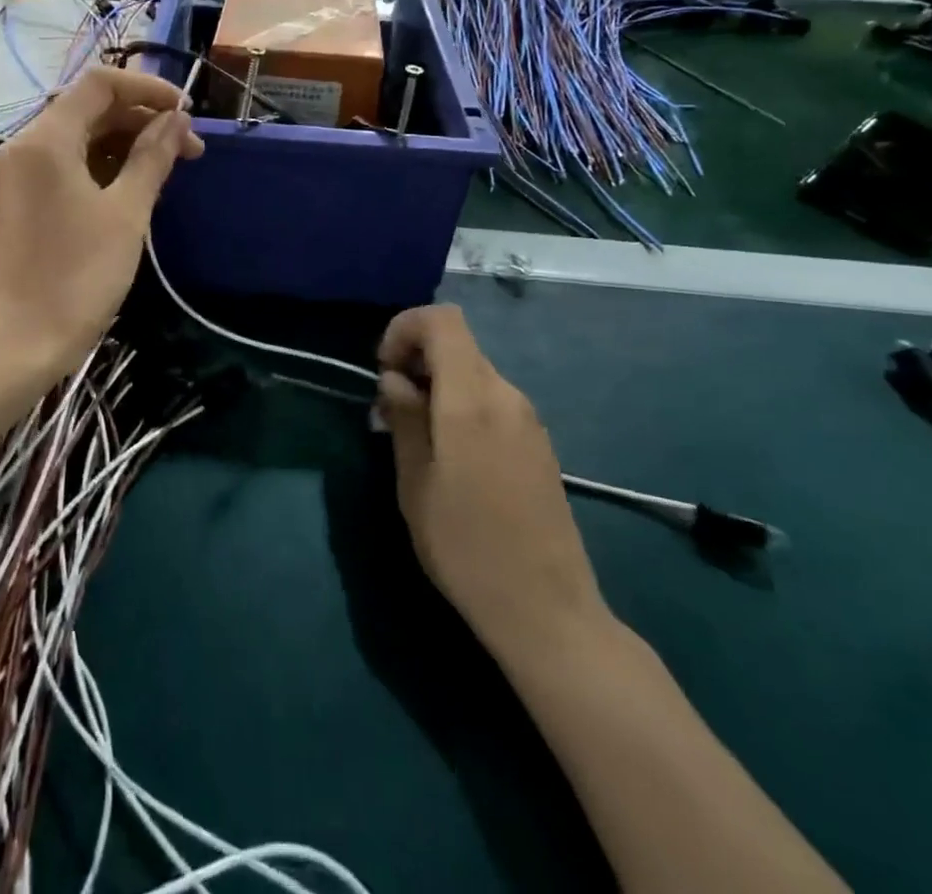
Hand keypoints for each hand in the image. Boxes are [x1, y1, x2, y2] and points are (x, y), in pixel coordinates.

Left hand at [0, 67, 202, 380]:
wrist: (25, 340)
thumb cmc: (80, 273)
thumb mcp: (127, 212)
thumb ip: (153, 156)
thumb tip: (178, 121)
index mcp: (46, 139)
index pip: (100, 85)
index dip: (147, 89)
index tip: (186, 113)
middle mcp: (26, 145)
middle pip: (90, 109)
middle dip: (142, 121)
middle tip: (189, 150)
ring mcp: (20, 173)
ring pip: (81, 137)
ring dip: (126, 143)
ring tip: (170, 167)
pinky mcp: (23, 198)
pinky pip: (68, 163)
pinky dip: (104, 164)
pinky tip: (137, 183)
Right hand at [376, 304, 607, 667]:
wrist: (547, 610)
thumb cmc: (466, 546)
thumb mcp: (415, 482)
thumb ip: (404, 418)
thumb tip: (394, 379)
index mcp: (472, 398)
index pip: (442, 320)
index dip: (405, 328)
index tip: (384, 370)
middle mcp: (506, 395)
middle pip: (457, 344)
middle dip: (416, 360)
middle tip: (390, 409)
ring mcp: (528, 419)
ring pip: (473, 372)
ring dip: (437, 385)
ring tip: (414, 436)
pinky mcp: (538, 442)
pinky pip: (492, 400)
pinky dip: (461, 405)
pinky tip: (450, 455)